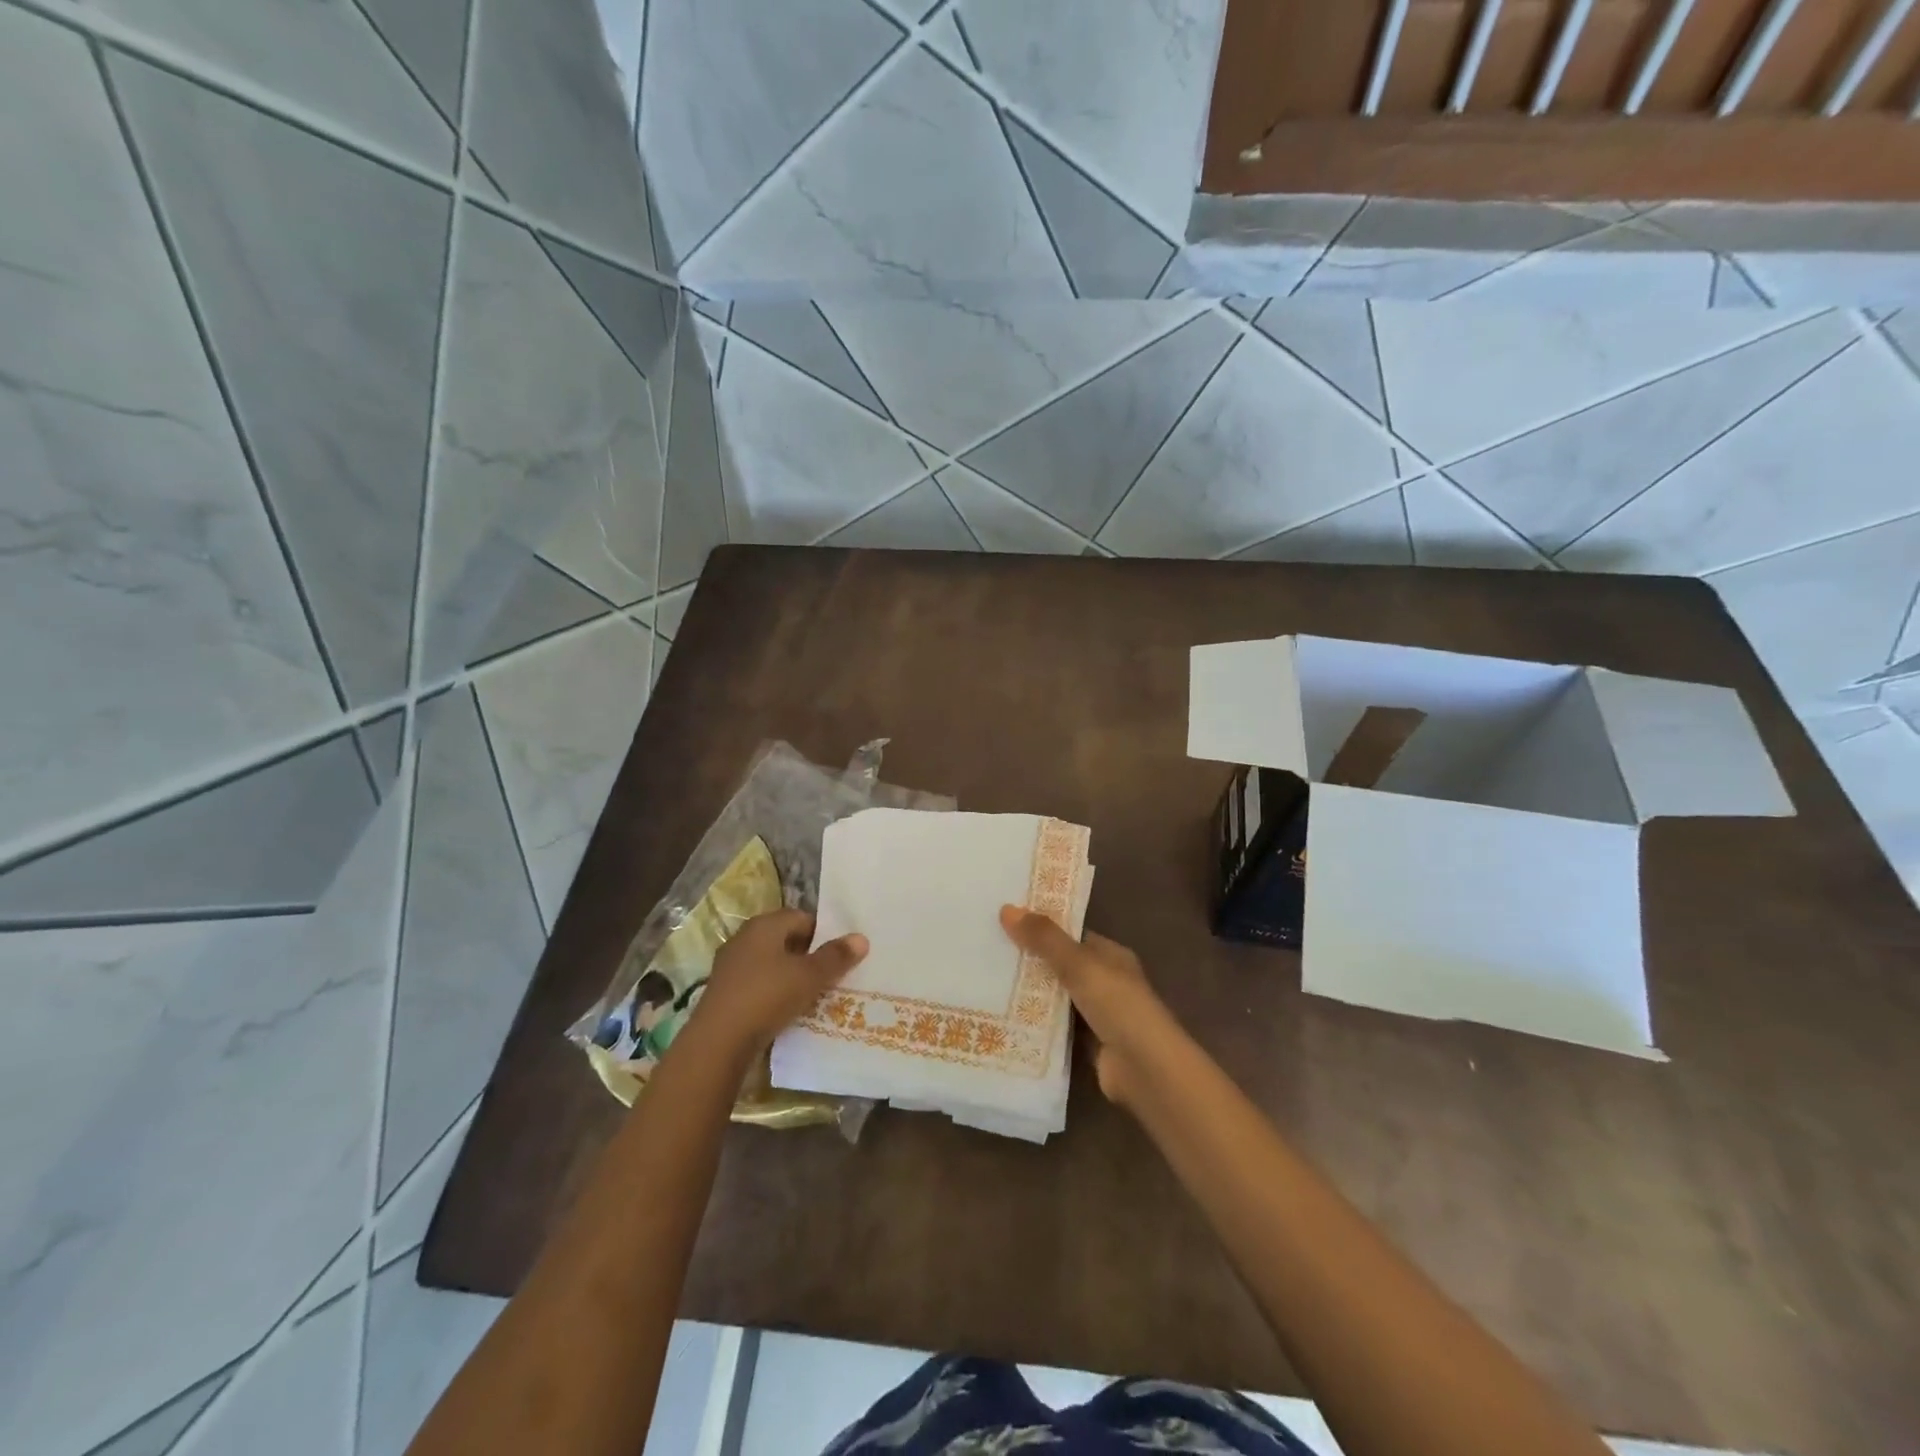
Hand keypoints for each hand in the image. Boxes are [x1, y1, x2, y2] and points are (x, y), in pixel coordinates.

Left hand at [695, 909, 867, 1053]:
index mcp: (764, 925)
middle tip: (833, 975)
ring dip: (792, 976)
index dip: (824, 934)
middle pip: (786, 940)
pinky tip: (788, 1011)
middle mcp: (745, 938)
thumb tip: (861, 938)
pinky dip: (775, 993)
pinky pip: (759, 984)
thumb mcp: (809, 976)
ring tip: (815, 995)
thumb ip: (835, 957)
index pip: (802, 917)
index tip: (841, 955)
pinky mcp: (725, 992)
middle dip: (809, 956)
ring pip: (772, 964)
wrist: (717, 1043)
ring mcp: (731, 966)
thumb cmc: (767, 996)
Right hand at [999, 906, 1165, 1106]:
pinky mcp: (1086, 1043)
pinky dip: (1034, 1023)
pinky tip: (1001, 1017)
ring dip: (1028, 994)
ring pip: (1055, 997)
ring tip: (985, 981)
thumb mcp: (1079, 964)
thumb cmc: (1118, 1005)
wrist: (1145, 1069)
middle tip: (986, 951)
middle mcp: (1105, 981)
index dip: (1041, 927)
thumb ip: (1045, 939)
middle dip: (1029, 961)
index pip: (1072, 935)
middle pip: (1060, 965)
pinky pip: (1054, 1026)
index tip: (1005, 921)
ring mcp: (1096, 1014)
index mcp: (1110, 955)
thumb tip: (1007, 909)